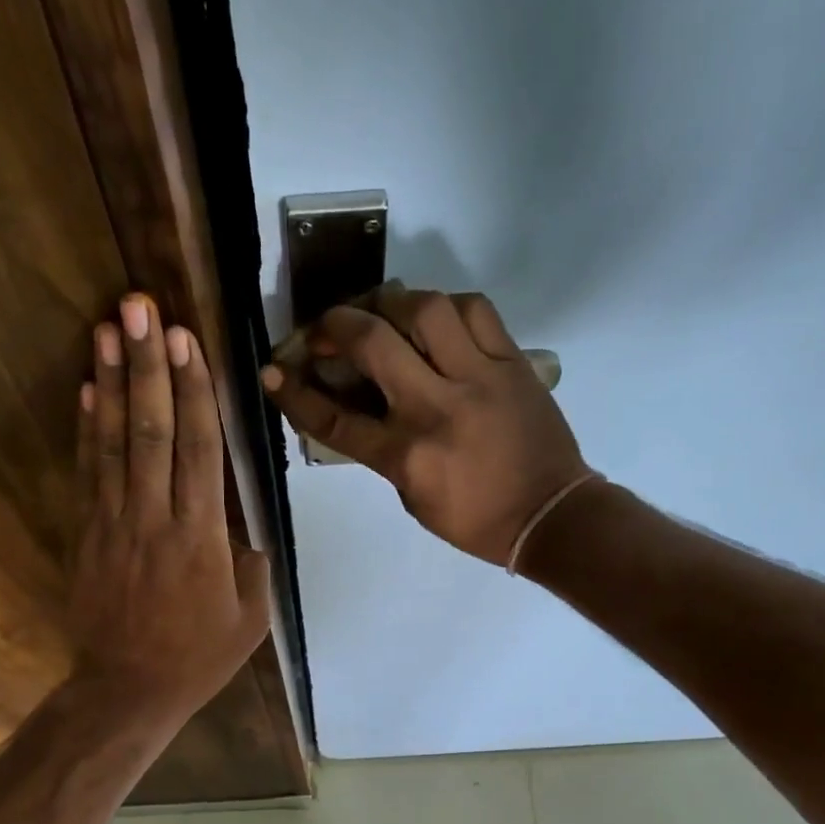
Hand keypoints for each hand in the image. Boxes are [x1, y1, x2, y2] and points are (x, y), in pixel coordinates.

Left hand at [67, 294, 271, 727]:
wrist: (128, 689)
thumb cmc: (198, 657)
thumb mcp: (250, 618)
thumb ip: (252, 564)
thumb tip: (242, 525)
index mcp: (201, 538)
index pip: (198, 450)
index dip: (193, 392)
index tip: (186, 341)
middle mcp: (155, 519)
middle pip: (151, 431)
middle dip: (147, 366)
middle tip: (139, 308)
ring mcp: (114, 524)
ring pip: (113, 443)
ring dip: (111, 383)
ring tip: (109, 329)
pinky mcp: (86, 535)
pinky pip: (87, 473)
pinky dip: (86, 429)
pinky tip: (86, 389)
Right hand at [262, 284, 590, 565]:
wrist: (550, 514)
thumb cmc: (475, 520)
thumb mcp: (413, 497)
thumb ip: (383, 451)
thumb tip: (359, 406)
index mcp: (408, 455)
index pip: (336, 419)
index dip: (297, 393)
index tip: (274, 372)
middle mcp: (437, 407)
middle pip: (372, 342)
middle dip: (335, 324)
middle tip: (326, 328)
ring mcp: (478, 378)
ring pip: (425, 309)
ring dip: (390, 302)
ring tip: (380, 312)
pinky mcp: (513, 362)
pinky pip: (475, 310)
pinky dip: (446, 305)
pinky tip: (435, 317)